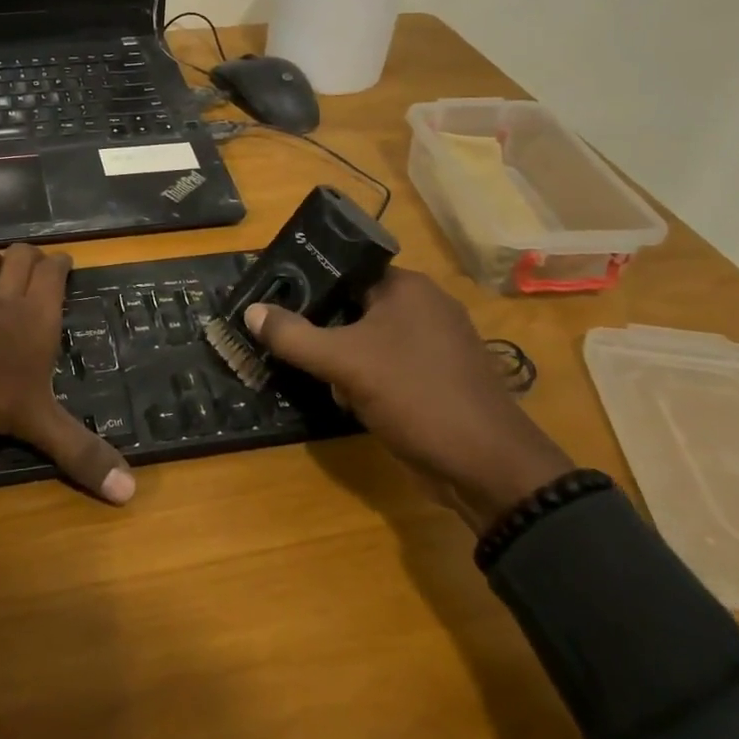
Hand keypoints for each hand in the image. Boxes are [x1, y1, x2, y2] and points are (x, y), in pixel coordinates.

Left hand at [0, 244, 134, 505]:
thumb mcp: (37, 423)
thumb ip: (79, 452)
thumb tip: (130, 492)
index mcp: (36, 316)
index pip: (53, 274)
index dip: (60, 264)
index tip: (65, 262)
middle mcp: (3, 298)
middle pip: (19, 256)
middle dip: (28, 255)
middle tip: (33, 264)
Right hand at [244, 269, 572, 531]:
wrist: (488, 469)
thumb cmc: (416, 396)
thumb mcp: (344, 363)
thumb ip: (293, 335)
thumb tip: (251, 311)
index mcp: (407, 287)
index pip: (345, 270)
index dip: (308, 282)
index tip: (274, 299)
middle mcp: (424, 306)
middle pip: (354, 304)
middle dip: (321, 326)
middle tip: (283, 339)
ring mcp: (435, 345)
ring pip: (369, 338)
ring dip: (340, 356)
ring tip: (310, 372)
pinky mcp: (438, 378)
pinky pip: (387, 364)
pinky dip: (364, 376)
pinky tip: (344, 397)